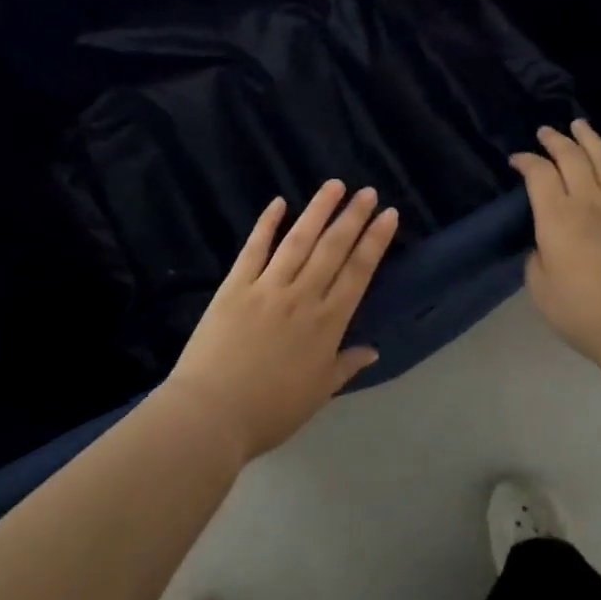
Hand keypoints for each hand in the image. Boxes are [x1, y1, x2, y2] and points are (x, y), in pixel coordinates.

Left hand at [163, 181, 399, 461]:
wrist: (212, 414)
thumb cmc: (269, 411)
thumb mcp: (317, 394)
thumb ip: (344, 366)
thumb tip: (373, 350)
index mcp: (326, 325)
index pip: (357, 273)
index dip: (374, 242)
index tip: (388, 215)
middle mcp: (302, 297)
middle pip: (332, 249)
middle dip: (352, 217)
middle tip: (367, 192)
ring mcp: (267, 287)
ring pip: (298, 240)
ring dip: (318, 210)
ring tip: (334, 185)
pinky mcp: (235, 285)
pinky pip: (254, 249)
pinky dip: (266, 224)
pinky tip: (278, 203)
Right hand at [510, 120, 600, 364]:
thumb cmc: (582, 312)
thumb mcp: (540, 288)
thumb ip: (537, 257)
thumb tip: (546, 243)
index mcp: (556, 218)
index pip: (538, 174)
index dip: (525, 161)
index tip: (516, 160)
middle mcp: (588, 202)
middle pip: (571, 157)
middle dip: (555, 140)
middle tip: (545, 132)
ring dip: (589, 139)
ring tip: (579, 125)